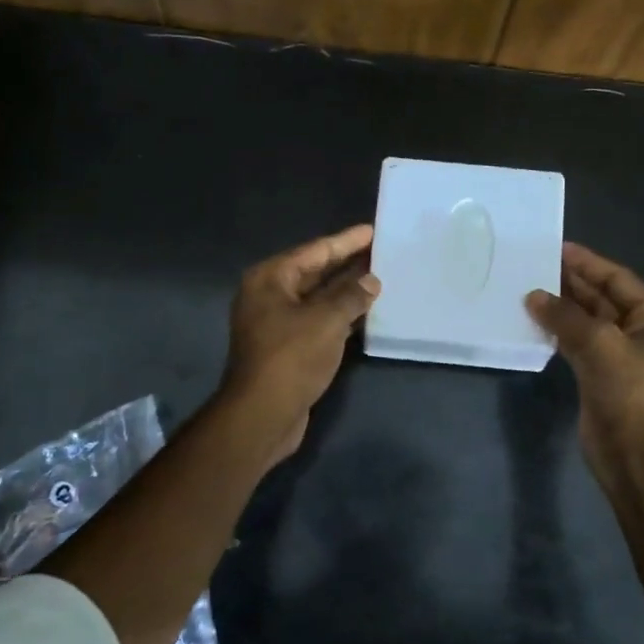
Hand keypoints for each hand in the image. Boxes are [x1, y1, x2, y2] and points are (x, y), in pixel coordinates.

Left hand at [218, 223, 380, 463]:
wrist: (263, 413)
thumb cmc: (291, 357)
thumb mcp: (327, 320)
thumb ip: (351, 295)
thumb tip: (371, 279)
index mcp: (270, 279)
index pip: (315, 251)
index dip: (346, 241)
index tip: (372, 230)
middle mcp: (269, 295)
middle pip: (314, 272)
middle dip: (347, 264)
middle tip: (381, 252)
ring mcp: (275, 322)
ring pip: (317, 298)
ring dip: (345, 291)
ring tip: (379, 278)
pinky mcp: (286, 347)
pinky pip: (317, 320)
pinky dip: (340, 315)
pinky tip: (365, 313)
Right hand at [526, 242, 643, 486]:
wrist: (634, 454)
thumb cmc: (628, 391)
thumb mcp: (598, 344)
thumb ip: (564, 316)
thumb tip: (533, 296)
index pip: (619, 280)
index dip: (588, 263)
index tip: (558, 248)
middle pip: (604, 299)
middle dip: (573, 283)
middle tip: (538, 265)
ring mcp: (623, 356)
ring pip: (589, 322)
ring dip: (563, 307)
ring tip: (531, 288)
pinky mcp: (603, 376)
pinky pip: (579, 343)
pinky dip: (560, 331)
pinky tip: (537, 320)